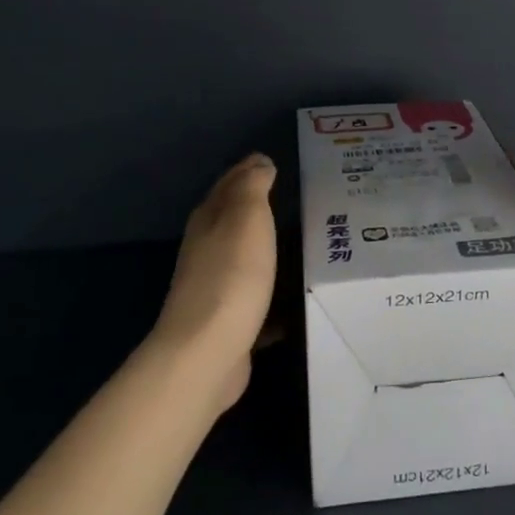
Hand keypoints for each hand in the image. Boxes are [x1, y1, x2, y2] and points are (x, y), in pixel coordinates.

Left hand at [153, 153, 277, 413]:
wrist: (207, 353)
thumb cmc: (231, 275)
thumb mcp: (246, 217)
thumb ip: (252, 186)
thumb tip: (258, 161)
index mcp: (209, 220)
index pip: (230, 184)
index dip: (250, 170)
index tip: (278, 163)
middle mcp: (207, 250)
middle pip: (235, 221)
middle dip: (261, 209)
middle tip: (301, 199)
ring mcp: (216, 288)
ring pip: (247, 259)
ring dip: (270, 250)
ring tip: (307, 244)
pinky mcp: (230, 323)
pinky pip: (258, 299)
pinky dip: (275, 294)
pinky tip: (298, 296)